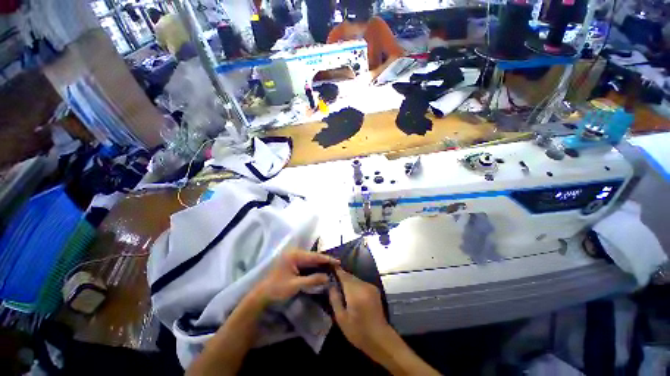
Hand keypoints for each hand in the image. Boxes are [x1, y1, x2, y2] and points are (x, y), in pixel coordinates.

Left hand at [253, 250, 338, 305]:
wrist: (262, 295)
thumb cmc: (277, 289)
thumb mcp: (295, 285)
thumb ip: (312, 280)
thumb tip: (328, 277)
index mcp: (294, 255)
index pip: (314, 256)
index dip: (327, 259)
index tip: (338, 262)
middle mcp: (294, 253)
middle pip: (313, 256)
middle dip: (324, 261)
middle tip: (336, 265)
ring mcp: (292, 257)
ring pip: (310, 259)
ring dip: (320, 263)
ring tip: (331, 267)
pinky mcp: (292, 262)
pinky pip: (306, 263)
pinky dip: (314, 266)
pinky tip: (320, 269)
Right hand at [328, 268, 391, 351]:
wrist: (380, 339)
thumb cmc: (358, 331)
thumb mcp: (341, 318)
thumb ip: (335, 299)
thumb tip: (331, 285)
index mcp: (355, 292)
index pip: (344, 275)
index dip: (336, 270)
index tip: (329, 267)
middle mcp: (364, 285)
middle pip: (350, 276)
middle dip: (341, 277)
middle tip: (332, 280)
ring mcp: (370, 286)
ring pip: (355, 279)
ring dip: (348, 281)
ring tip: (340, 288)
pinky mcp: (374, 290)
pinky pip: (361, 283)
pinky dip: (355, 285)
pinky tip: (351, 294)